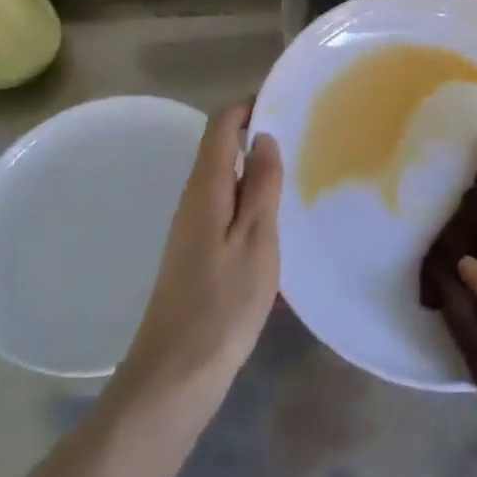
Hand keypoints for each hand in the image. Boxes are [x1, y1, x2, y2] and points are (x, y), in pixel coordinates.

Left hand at [114, 103, 282, 405]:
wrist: (174, 376)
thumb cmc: (222, 304)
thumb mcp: (256, 241)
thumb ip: (261, 187)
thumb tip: (263, 139)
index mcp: (205, 190)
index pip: (220, 127)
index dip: (247, 107)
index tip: (283, 101)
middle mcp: (192, 202)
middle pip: (219, 151)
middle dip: (254, 135)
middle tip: (301, 134)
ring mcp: (190, 231)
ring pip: (222, 181)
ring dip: (253, 169)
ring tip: (295, 170)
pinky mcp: (195, 256)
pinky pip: (223, 208)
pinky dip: (248, 199)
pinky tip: (273, 218)